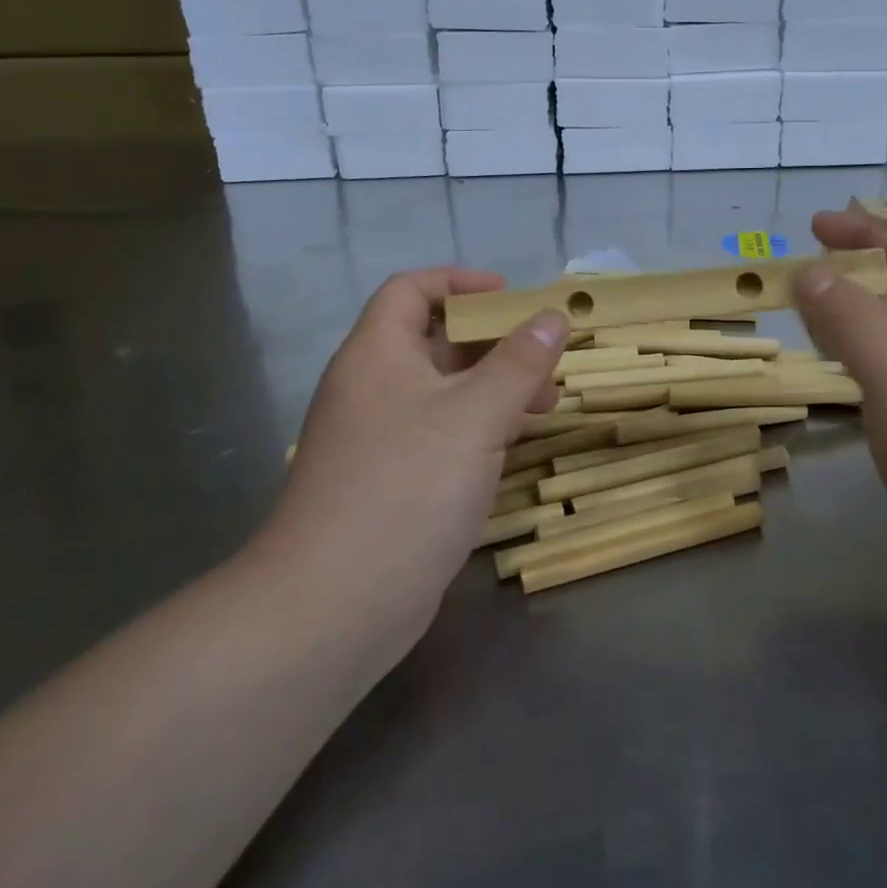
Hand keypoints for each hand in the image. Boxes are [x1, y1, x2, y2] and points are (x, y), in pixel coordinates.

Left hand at [249, 269, 567, 647]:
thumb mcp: (475, 416)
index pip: (411, 290)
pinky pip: (440, 436)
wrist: (334, 605)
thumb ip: (519, 362)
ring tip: (546, 407)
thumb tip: (552, 316)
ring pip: (443, 393)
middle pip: (434, 342)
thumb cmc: (406, 488)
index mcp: (377, 355)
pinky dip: (479, 430)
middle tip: (545, 361)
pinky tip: (514, 449)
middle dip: (494, 344)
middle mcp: (372, 388)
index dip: (460, 283)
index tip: (511, 297)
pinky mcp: (390, 483)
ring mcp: (378, 439)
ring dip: (494, 389)